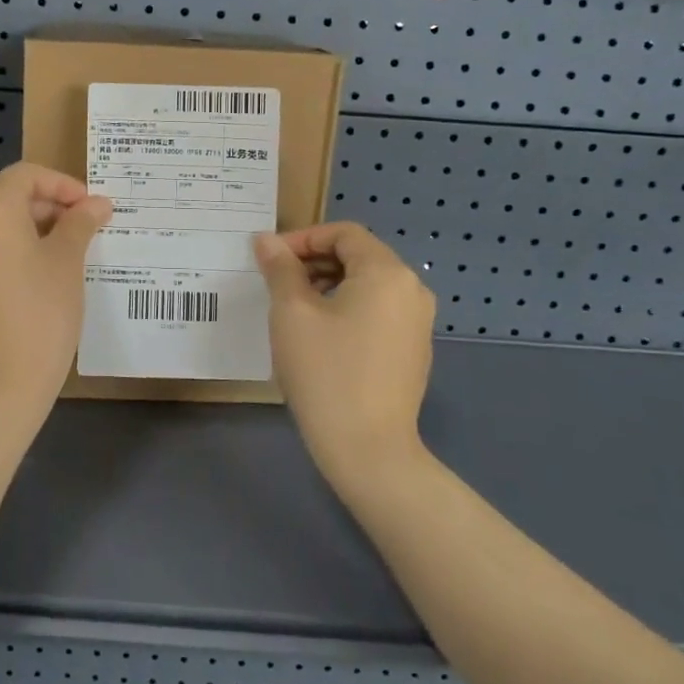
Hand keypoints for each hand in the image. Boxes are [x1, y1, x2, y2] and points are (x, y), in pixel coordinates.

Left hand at [0, 163, 111, 412]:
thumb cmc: (40, 313)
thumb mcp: (67, 262)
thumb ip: (80, 223)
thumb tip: (97, 203)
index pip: (26, 176)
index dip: (63, 185)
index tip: (90, 208)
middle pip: (6, 200)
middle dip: (47, 209)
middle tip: (82, 232)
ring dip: (28, 234)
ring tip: (62, 259)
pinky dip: (6, 259)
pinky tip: (31, 287)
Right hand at [254, 223, 436, 488]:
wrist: (368, 450)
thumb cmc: (326, 371)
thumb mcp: (291, 312)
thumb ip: (280, 268)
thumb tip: (266, 240)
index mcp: (387, 272)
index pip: (343, 233)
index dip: (303, 238)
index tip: (270, 259)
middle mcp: (411, 290)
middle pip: (358, 257)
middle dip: (314, 261)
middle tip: (276, 282)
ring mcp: (417, 323)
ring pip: (367, 286)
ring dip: (328, 285)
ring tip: (292, 309)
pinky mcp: (413, 351)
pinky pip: (377, 312)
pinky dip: (347, 310)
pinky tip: (319, 337)